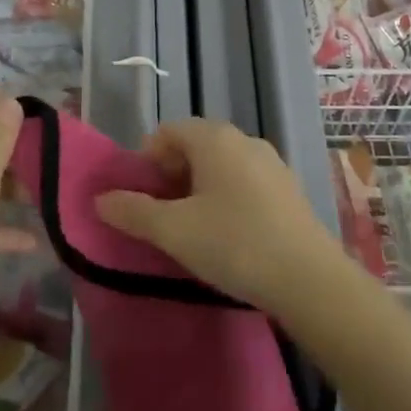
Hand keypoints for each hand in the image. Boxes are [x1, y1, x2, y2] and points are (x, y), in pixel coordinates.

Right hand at [94, 118, 343, 311]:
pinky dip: (225, 198)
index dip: (146, 161)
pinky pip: (244, 182)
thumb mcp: (174, 231)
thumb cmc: (234, 244)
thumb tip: (101, 199)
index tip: (139, 198)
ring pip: (220, 166)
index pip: (167, 132)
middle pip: (194, 146)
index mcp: (215, 138)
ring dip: (197, 189)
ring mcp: (271, 163)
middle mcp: (244, 140)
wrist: (309, 279)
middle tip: (160, 217)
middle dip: (170, 176)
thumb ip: (133, 211)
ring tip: (191, 230)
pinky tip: (227, 236)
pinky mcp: (288, 189)